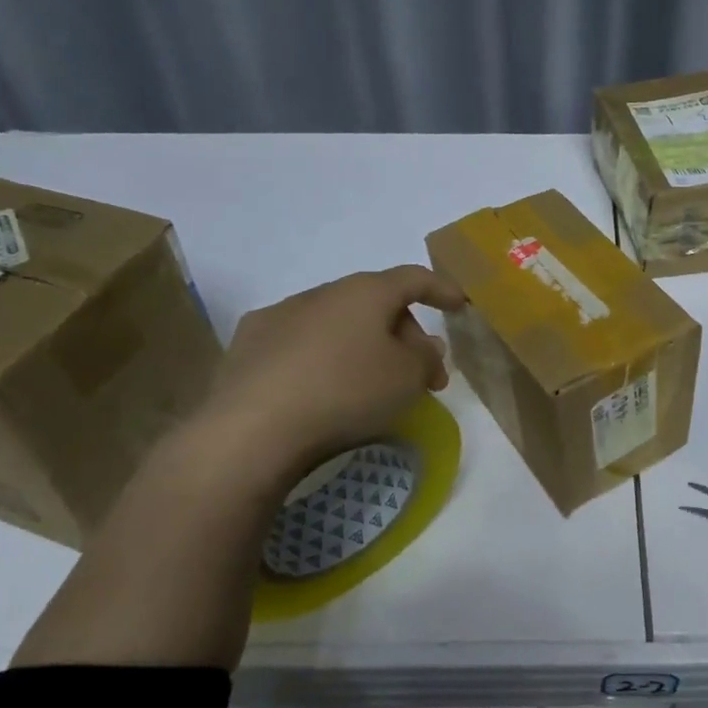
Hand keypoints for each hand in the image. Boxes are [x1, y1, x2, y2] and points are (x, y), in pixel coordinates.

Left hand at [187, 264, 465, 482]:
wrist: (252, 429)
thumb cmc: (345, 392)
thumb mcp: (407, 378)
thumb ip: (426, 358)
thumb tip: (425, 345)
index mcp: (364, 292)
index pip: (413, 278)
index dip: (441, 289)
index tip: (459, 306)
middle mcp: (321, 293)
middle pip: (376, 304)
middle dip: (405, 335)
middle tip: (422, 375)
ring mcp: (279, 316)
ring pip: (337, 324)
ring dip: (363, 347)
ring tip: (372, 386)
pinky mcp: (248, 346)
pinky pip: (302, 344)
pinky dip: (323, 359)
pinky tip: (322, 390)